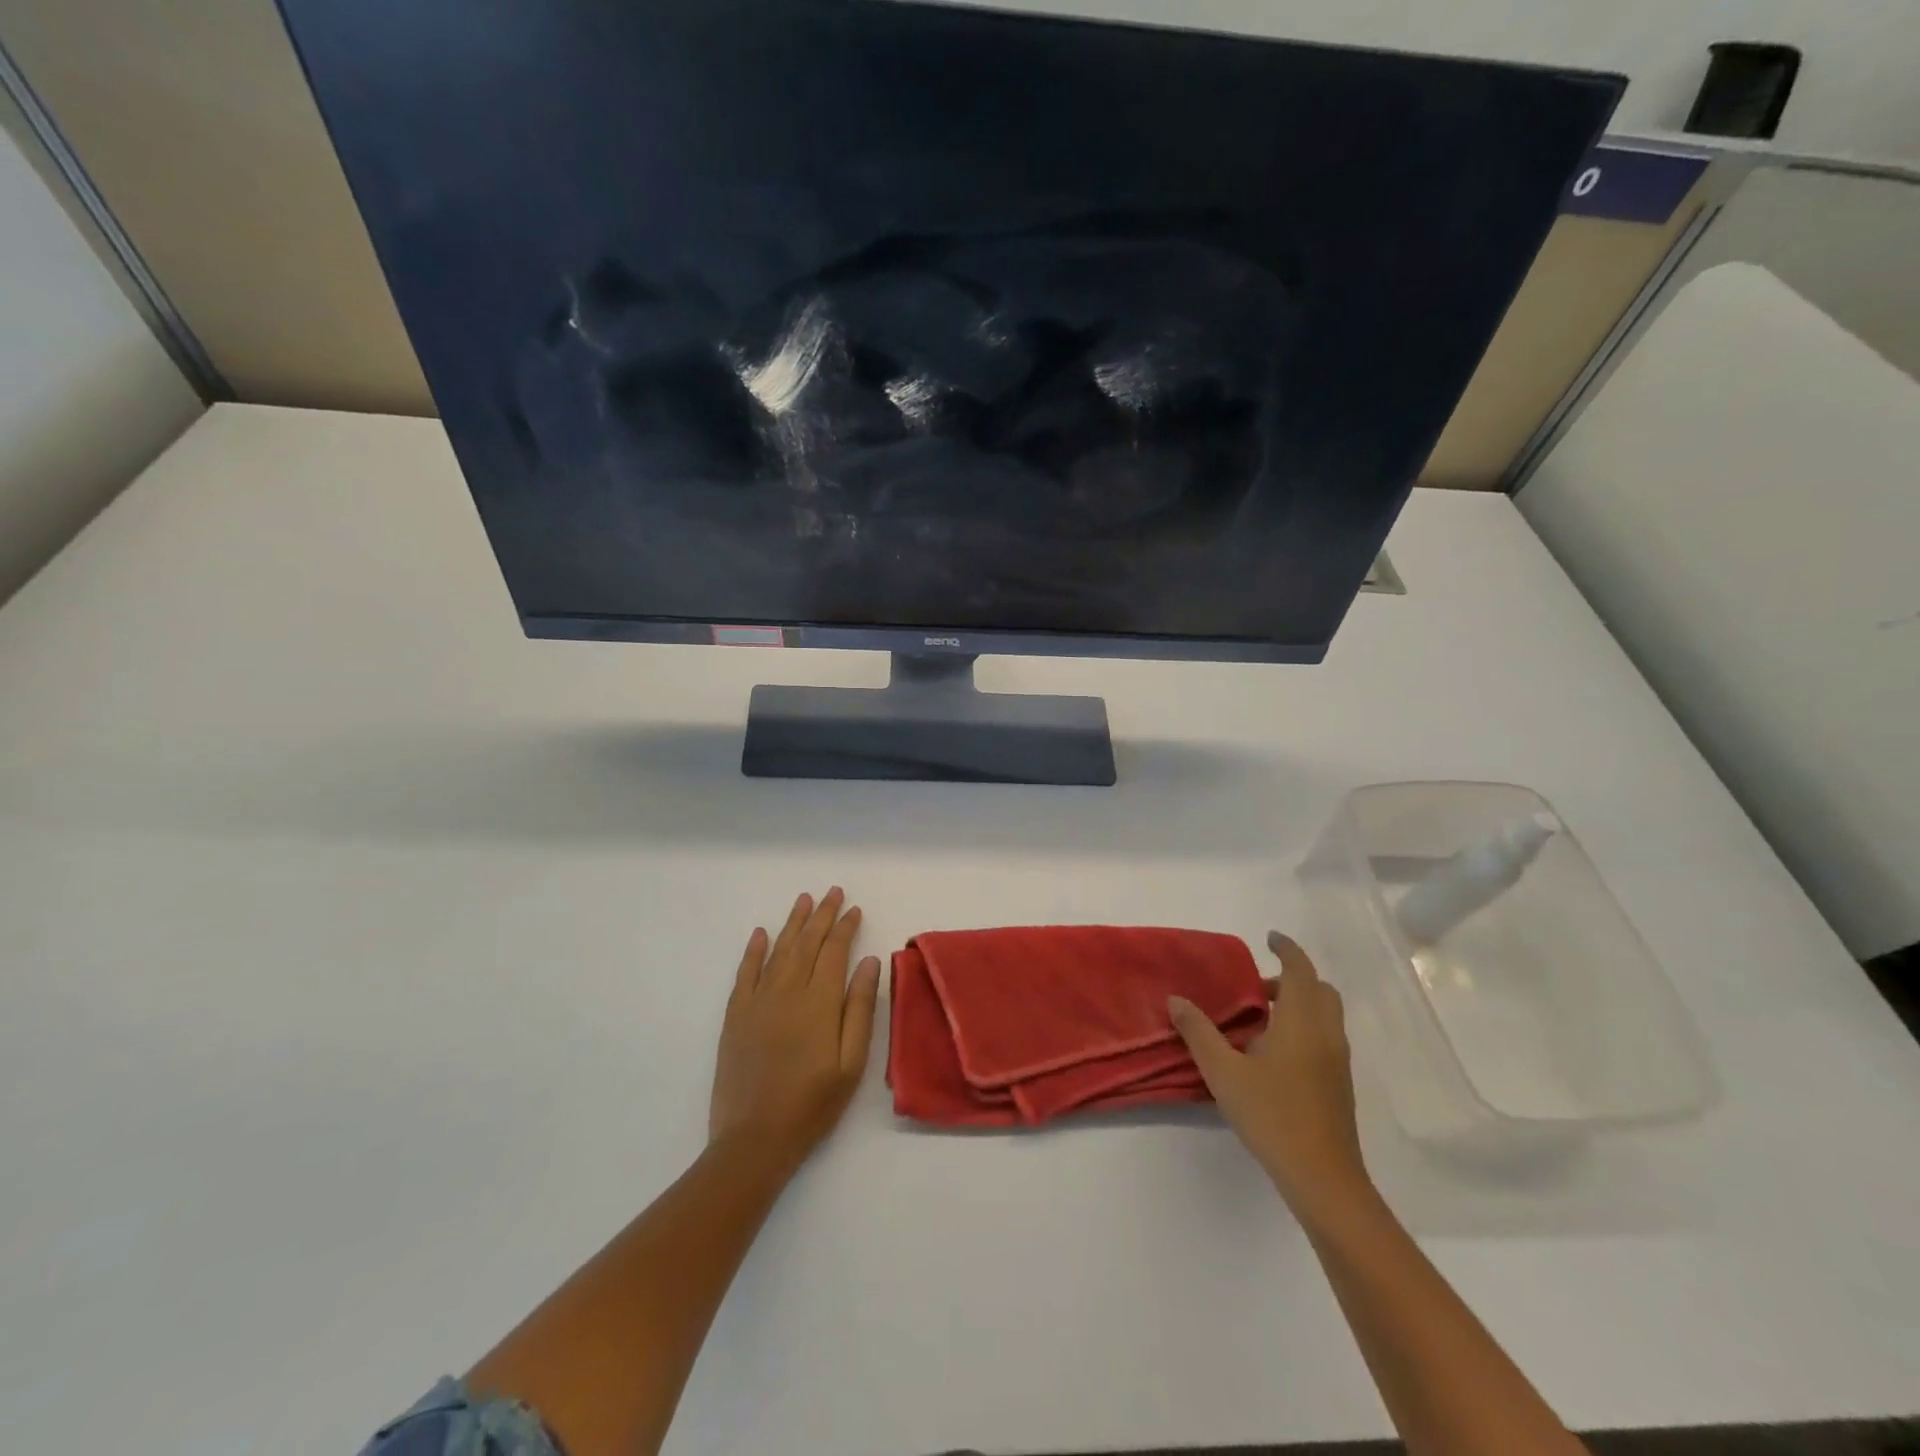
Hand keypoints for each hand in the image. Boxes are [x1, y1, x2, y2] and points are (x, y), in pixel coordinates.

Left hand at [709, 888, 881, 1174]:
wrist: (754, 1139)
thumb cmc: (813, 1104)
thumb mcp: (851, 1062)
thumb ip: (860, 1008)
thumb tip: (869, 962)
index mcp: (819, 1002)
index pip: (834, 951)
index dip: (845, 928)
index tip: (855, 909)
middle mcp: (787, 991)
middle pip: (807, 943)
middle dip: (822, 915)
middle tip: (833, 892)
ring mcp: (757, 1002)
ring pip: (778, 950)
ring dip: (792, 923)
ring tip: (804, 900)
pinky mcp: (736, 1016)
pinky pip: (745, 973)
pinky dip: (753, 950)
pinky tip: (760, 933)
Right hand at [1169, 931, 1371, 1223]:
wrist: (1324, 1179)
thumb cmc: (1273, 1116)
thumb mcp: (1224, 1072)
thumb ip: (1198, 1032)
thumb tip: (1176, 1000)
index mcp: (1302, 1022)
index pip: (1300, 970)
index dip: (1287, 949)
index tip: (1268, 938)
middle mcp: (1327, 1033)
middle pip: (1318, 989)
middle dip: (1291, 978)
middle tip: (1254, 986)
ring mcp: (1338, 1060)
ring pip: (1325, 1014)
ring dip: (1297, 1003)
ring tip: (1258, 1019)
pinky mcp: (1339, 1083)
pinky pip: (1325, 1036)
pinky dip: (1304, 1026)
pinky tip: (1272, 1053)